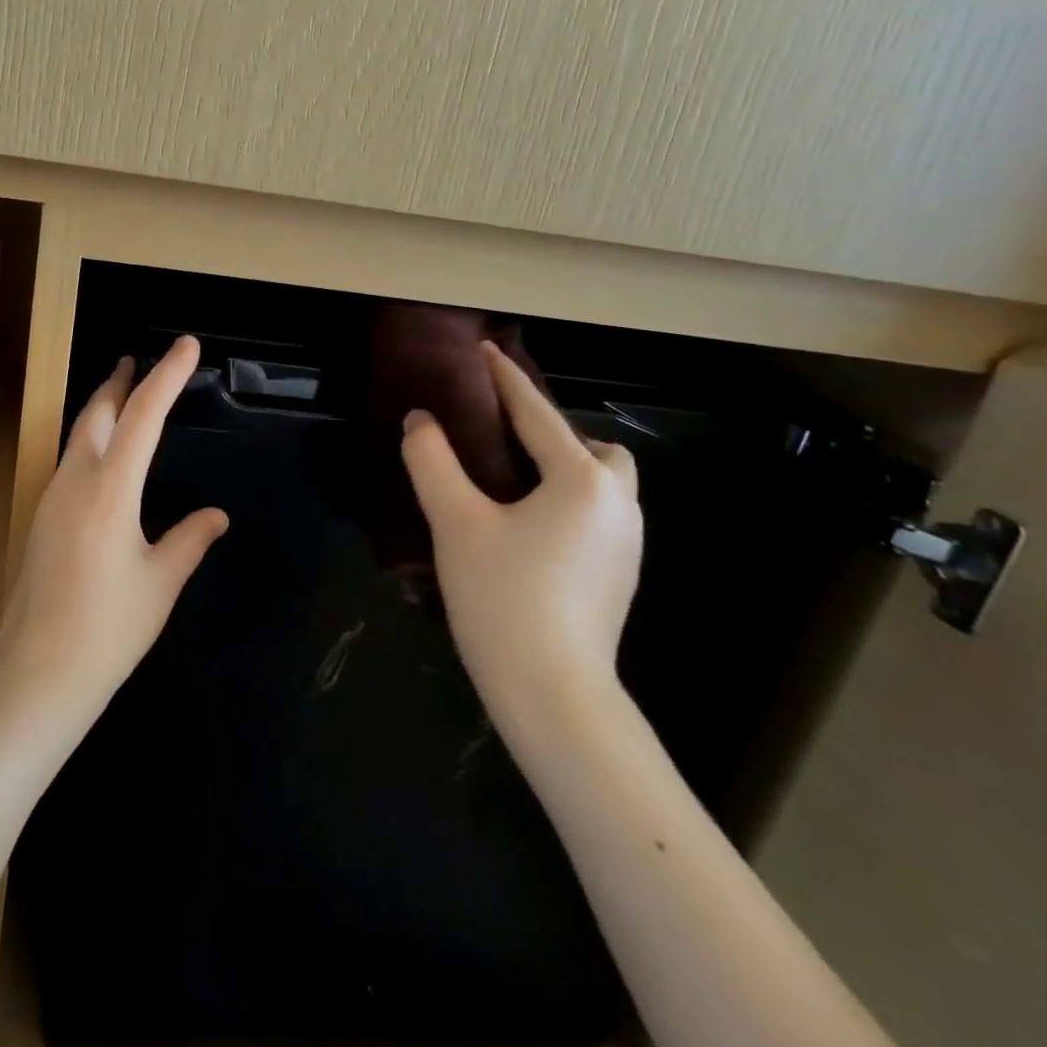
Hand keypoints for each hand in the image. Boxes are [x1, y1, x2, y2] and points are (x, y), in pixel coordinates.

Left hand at [0, 336, 227, 727]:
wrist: (40, 672)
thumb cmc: (109, 628)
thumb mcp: (161, 582)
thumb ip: (190, 540)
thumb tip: (216, 515)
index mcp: (110, 489)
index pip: (144, 416)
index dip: (167, 376)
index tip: (187, 345)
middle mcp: (75, 480)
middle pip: (98, 412)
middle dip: (121, 381)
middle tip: (140, 360)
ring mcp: (52, 497)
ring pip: (79, 434)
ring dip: (103, 407)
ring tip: (124, 395)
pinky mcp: (42, 516)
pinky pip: (70, 459)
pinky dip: (92, 438)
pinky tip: (104, 455)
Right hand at [401, 340, 641, 725]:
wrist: (553, 695)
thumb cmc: (503, 598)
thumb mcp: (456, 522)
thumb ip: (433, 462)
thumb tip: (421, 421)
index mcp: (581, 481)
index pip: (538, 414)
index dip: (506, 379)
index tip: (485, 351)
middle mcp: (617, 503)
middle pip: (590, 447)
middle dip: (549, 431)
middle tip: (500, 437)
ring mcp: (625, 543)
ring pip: (599, 482)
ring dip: (562, 466)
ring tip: (509, 478)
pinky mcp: (619, 574)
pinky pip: (596, 512)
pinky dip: (566, 498)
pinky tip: (526, 523)